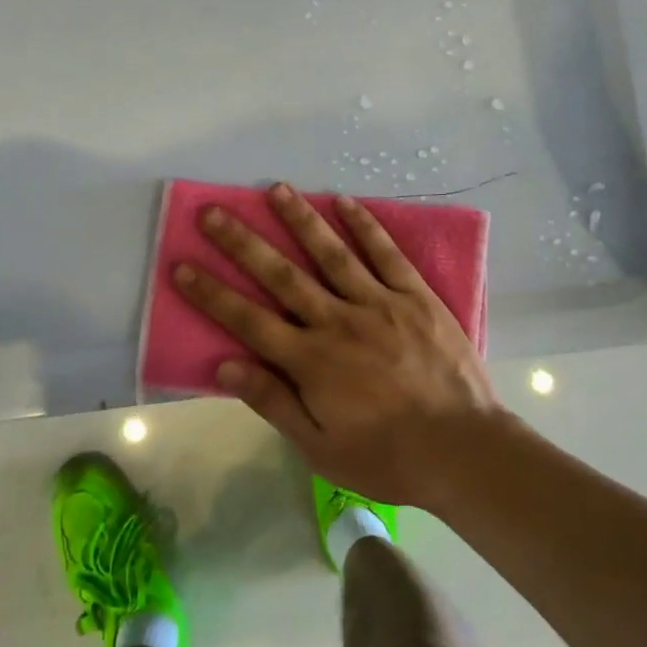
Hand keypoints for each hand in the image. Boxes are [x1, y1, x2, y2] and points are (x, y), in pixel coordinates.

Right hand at [171, 183, 510, 509]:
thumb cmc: (387, 456)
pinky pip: (386, 254)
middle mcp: (337, 321)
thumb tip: (225, 365)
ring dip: (300, 220)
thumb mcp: (320, 447)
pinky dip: (364, 226)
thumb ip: (273, 402)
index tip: (182, 266)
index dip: (212, 293)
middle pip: (281, 275)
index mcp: (311, 361)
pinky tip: (344, 202)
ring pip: (331, 253)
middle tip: (213, 212)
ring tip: (276, 190)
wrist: (463, 450)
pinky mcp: (415, 296)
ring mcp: (379, 303)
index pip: (248, 320)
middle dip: (243, 243)